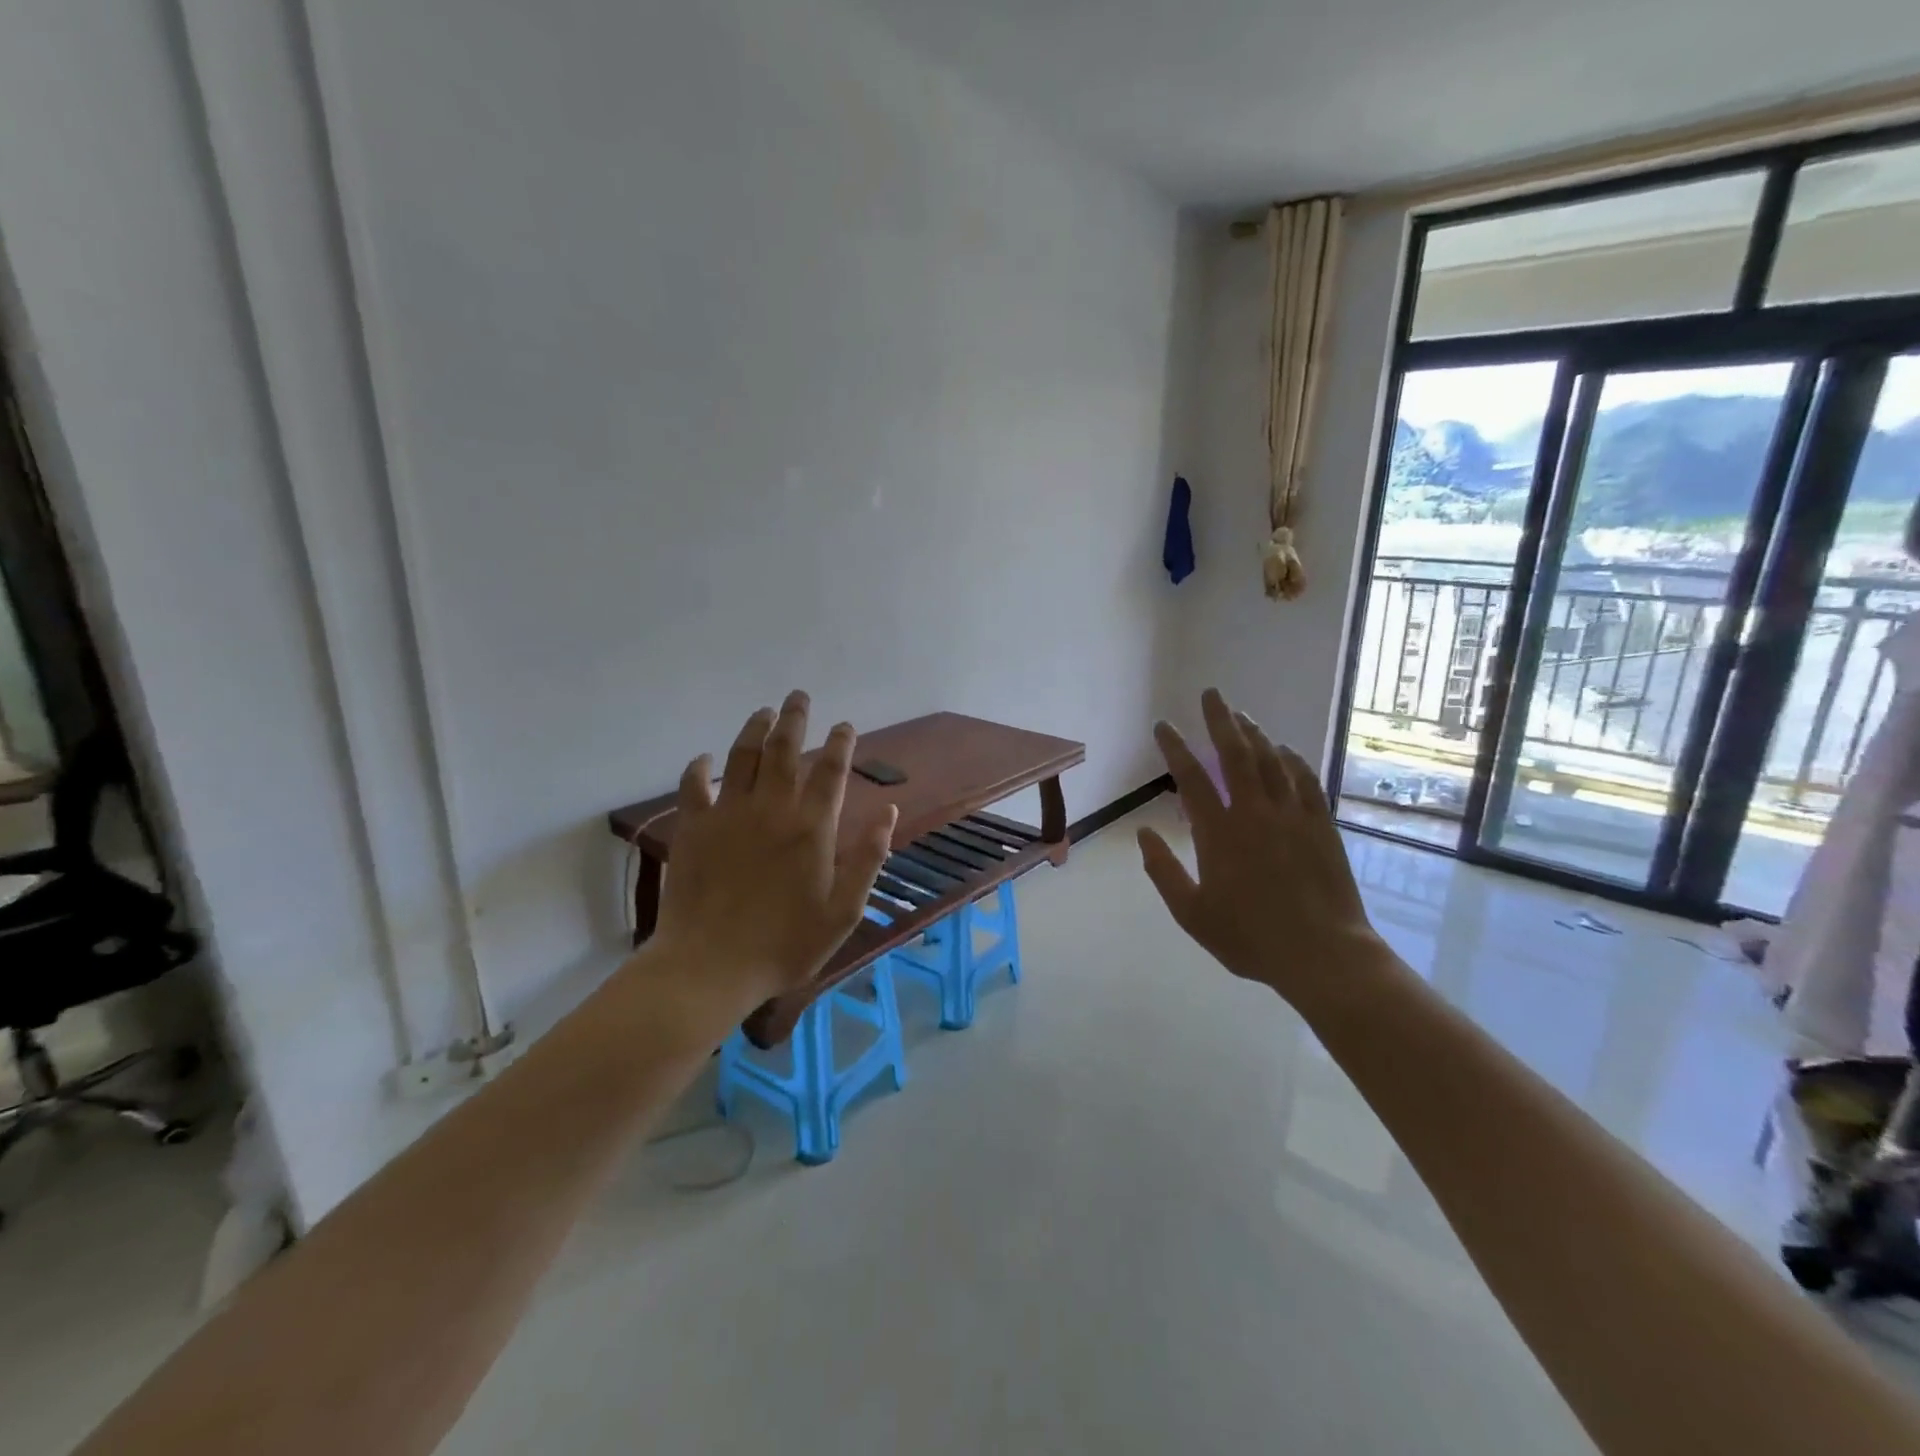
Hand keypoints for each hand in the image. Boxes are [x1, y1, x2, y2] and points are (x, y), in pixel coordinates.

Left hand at [650, 691, 896, 1012]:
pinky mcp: (693, 828)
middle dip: (794, 717)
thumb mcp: (844, 910)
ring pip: (742, 755)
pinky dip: (699, 767)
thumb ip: (868, 858)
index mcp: (812, 827)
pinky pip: (694, 785)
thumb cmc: (785, 944)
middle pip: (784, 748)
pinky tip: (703, 758)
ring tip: (764, 711)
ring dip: (754, 728)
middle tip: (798, 696)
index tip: (845, 725)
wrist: (710, 966)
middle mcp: (772, 808)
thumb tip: (888, 811)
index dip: (841, 743)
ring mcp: (728, 814)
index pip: (831, 771)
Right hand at [1137, 689, 1384, 1004]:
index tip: (1163, 726)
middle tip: (1211, 694)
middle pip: (1236, 755)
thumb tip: (1144, 833)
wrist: (1324, 955)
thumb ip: (1163, 871)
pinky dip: (1293, 760)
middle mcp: (1255, 813)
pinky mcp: (1321, 826)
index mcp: (1219, 833)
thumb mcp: (1192, 914)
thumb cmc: (1250, 938)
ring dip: (1255, 734)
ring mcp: (1293, 816)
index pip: (1191, 778)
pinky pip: (1305, 781)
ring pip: (1272, 761)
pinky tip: (1285, 750)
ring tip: (1241, 715)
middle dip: (1220, 720)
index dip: (1175, 748)